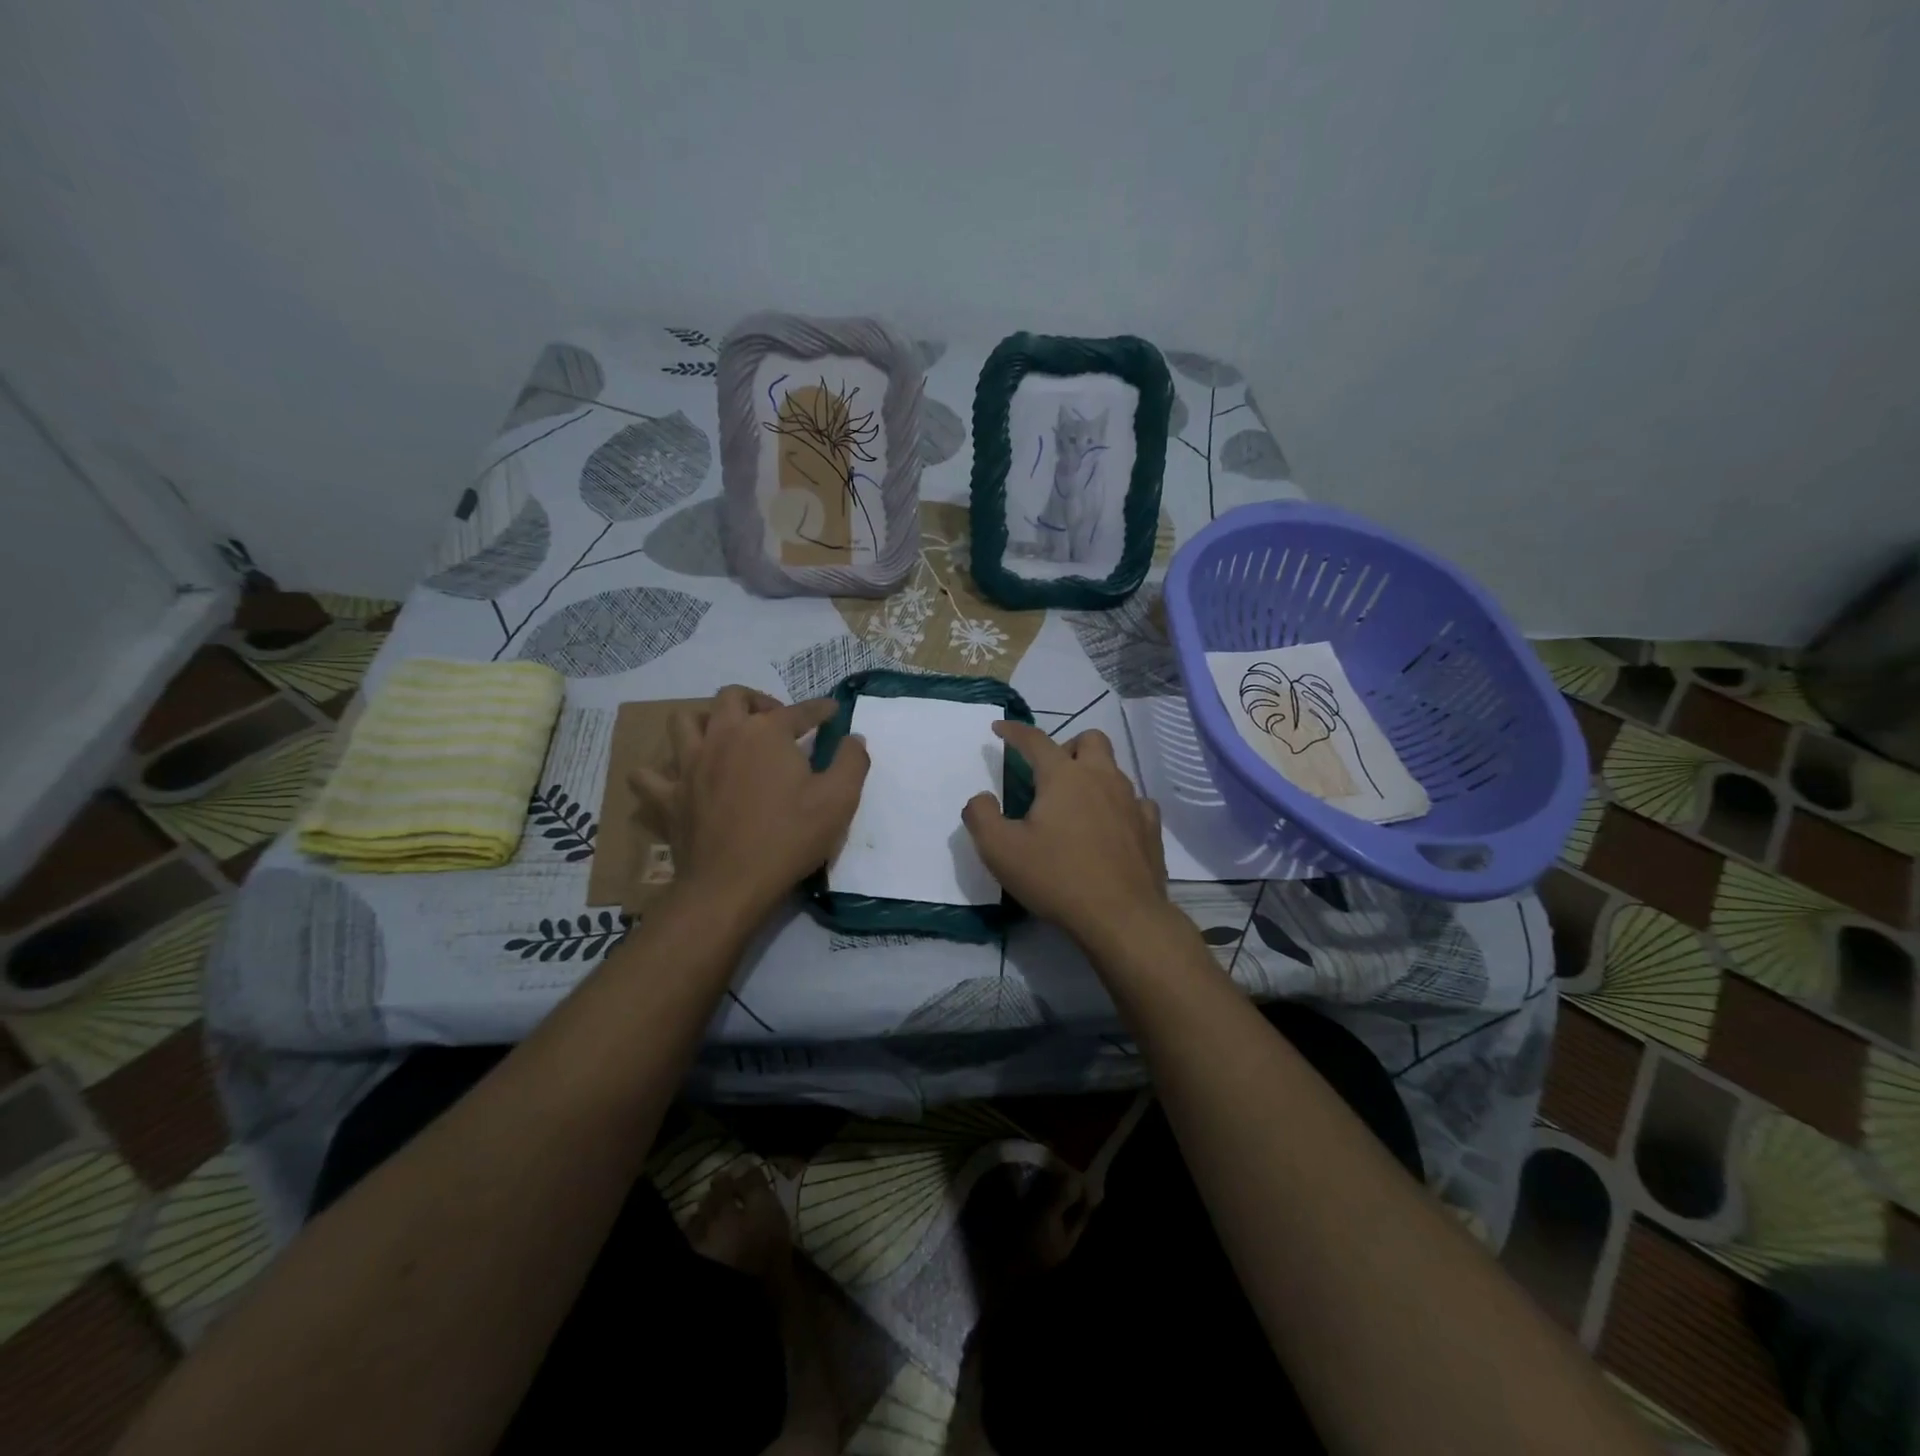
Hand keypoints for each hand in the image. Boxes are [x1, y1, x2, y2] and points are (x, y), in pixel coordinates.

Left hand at [633, 686, 869, 921]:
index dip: (819, 709)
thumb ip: (852, 761)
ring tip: (722, 737)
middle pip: (732, 697)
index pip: (799, 710)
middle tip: (773, 721)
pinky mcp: (668, 797)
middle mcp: (724, 736)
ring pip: (684, 722)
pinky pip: (648, 775)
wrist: (731, 884)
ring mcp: (689, 765)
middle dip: (755, 701)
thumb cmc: (790, 837)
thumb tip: (854, 737)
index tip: (832, 711)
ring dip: (704, 721)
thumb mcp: (839, 799)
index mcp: (766, 733)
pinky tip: (673, 779)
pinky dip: (658, 773)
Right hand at [961, 722, 1170, 949]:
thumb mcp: (1000, 850)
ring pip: (1115, 769)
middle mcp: (1101, 778)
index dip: (1014, 731)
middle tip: (1050, 773)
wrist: (1121, 916)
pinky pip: (1136, 802)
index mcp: (1063, 776)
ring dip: (1093, 774)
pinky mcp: (1150, 829)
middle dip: (1067, 746)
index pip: (1035, 740)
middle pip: (1089, 740)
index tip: (1000, 728)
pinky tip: (1111, 826)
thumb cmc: (1056, 878)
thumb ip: (981, 816)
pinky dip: (1120, 805)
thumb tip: (981, 798)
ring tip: (1076, 803)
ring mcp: (1131, 802)